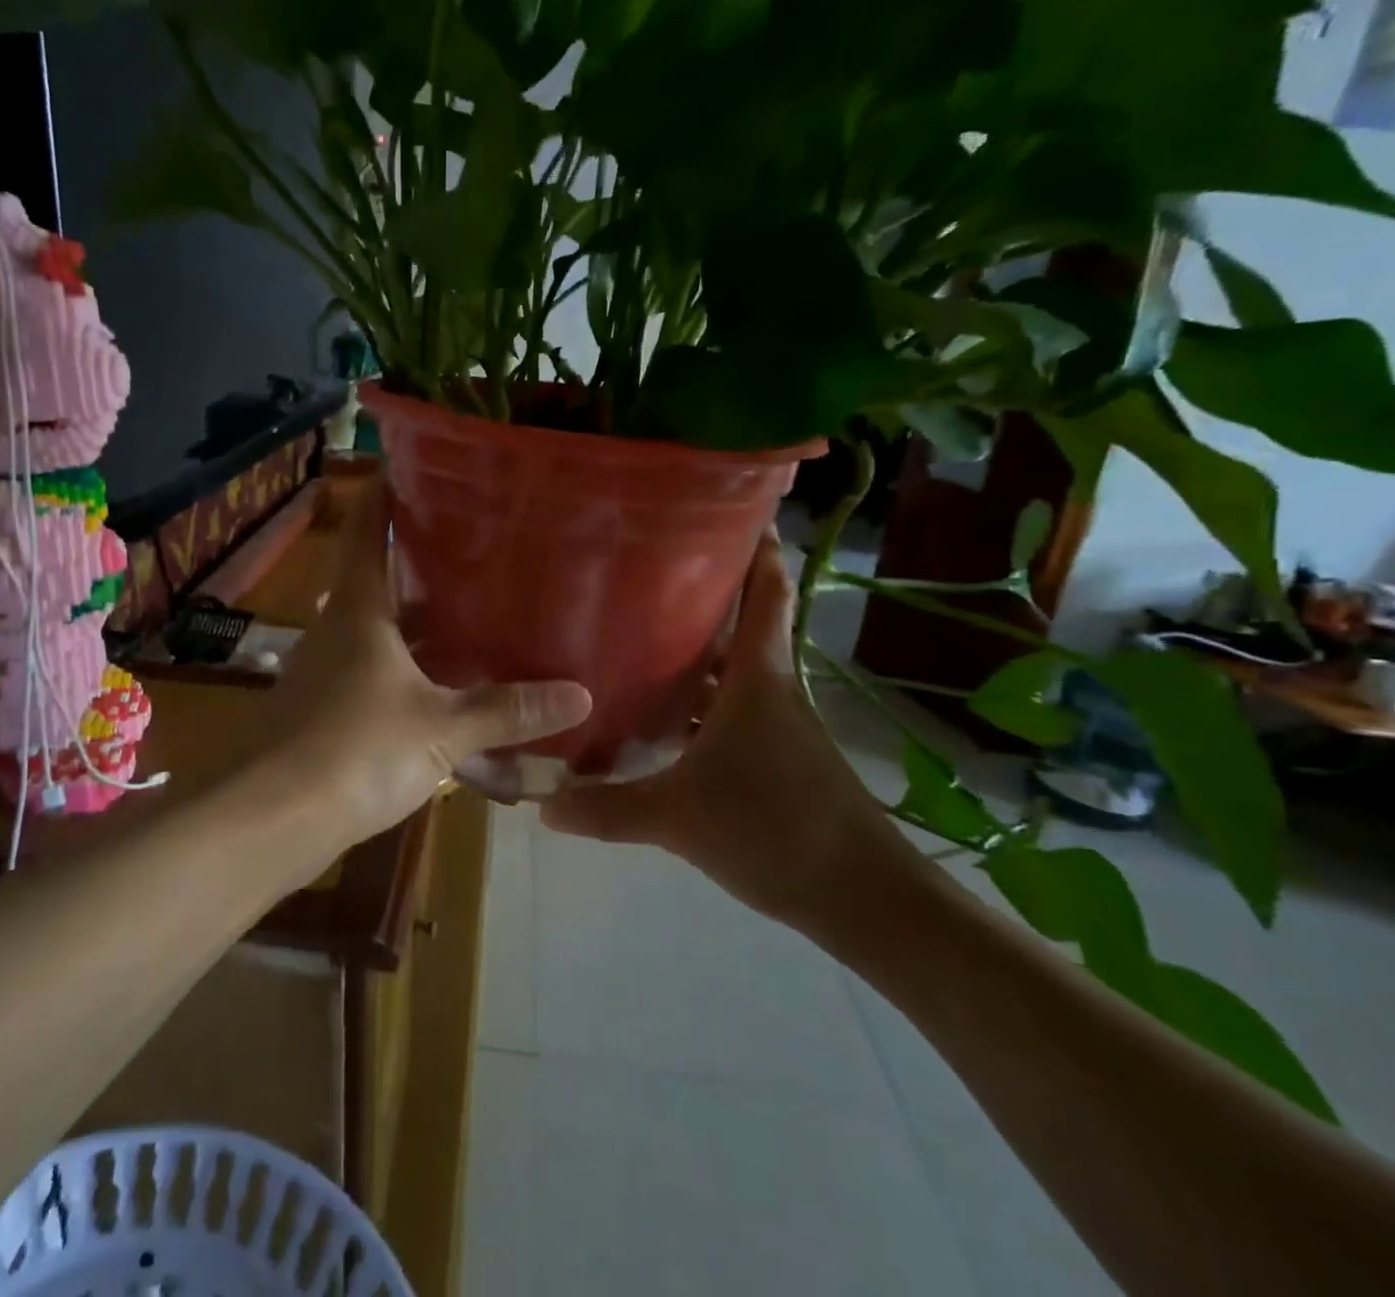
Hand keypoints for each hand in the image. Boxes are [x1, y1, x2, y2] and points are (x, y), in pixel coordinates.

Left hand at [253, 484, 591, 852]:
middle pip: (376, 579)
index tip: (410, 466)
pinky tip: (440, 687)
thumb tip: (580, 694)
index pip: (369, 531)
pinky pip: (371, 674)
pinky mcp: (322, 712)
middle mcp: (335, 630)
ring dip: (415, 622)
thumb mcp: (441, 729)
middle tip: (472, 546)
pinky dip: (404, 670)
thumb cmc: (356, 751)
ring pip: (375, 631)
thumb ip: (506, 711)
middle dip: (418, 563)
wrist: (272, 820)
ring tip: (469, 613)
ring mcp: (324, 672)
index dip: (384, 495)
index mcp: (359, 610)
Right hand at [543, 528, 910, 931]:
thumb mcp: (678, 819)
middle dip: (699, 595)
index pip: (765, 592)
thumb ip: (607, 808)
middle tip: (640, 572)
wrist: (864, 899)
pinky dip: (698, 703)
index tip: (729, 506)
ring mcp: (775, 724)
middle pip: (738, 625)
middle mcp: (768, 688)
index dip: (755, 546)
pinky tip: (659, 718)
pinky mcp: (775, 756)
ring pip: (730, 672)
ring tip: (635, 635)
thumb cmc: (774, 830)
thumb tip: (542, 802)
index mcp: (755, 679)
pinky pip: (728, 711)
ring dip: (694, 654)